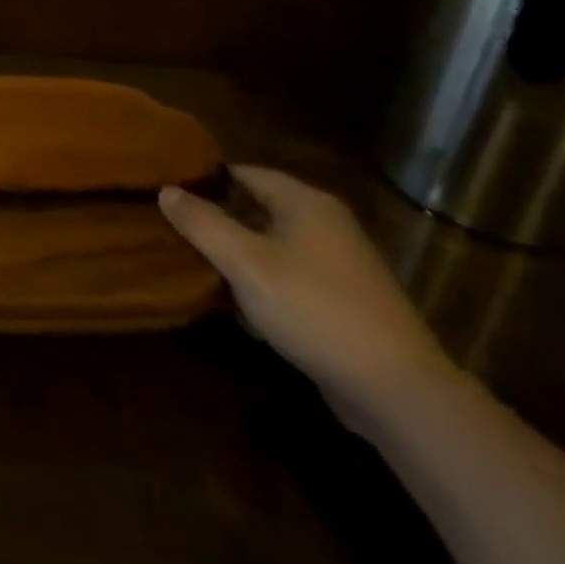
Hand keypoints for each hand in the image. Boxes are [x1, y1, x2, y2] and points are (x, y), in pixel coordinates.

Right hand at [159, 166, 457, 423]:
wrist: (398, 391)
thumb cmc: (314, 308)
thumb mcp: (245, 262)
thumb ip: (202, 223)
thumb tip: (166, 189)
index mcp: (305, 202)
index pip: (244, 172)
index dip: (204, 179)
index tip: (167, 190)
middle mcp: (326, 224)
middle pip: (257, 209)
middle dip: (217, 219)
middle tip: (173, 229)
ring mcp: (339, 266)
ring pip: (272, 247)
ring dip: (238, 256)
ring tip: (195, 266)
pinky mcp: (344, 304)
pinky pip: (290, 280)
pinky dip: (263, 286)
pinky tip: (239, 308)